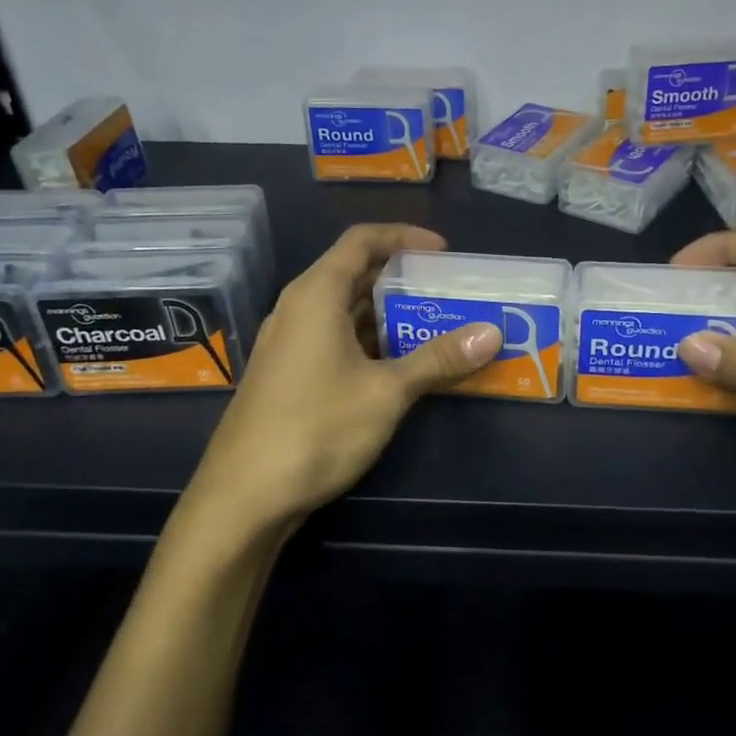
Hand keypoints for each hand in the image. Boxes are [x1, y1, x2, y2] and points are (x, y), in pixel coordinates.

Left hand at [179, 224, 501, 546]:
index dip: (405, 237)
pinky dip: (370, 342)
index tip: (444, 253)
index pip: (362, 241)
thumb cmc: (316, 429)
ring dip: (388, 315)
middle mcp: (298, 309)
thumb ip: (438, 359)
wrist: (244, 497)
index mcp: (316, 294)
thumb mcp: (386, 392)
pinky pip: (335, 340)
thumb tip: (491, 333)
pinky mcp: (288, 375)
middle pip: (354, 274)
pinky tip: (400, 366)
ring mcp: (289, 343)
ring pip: (345, 311)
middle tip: (448, 293)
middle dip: (403, 280)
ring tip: (435, 327)